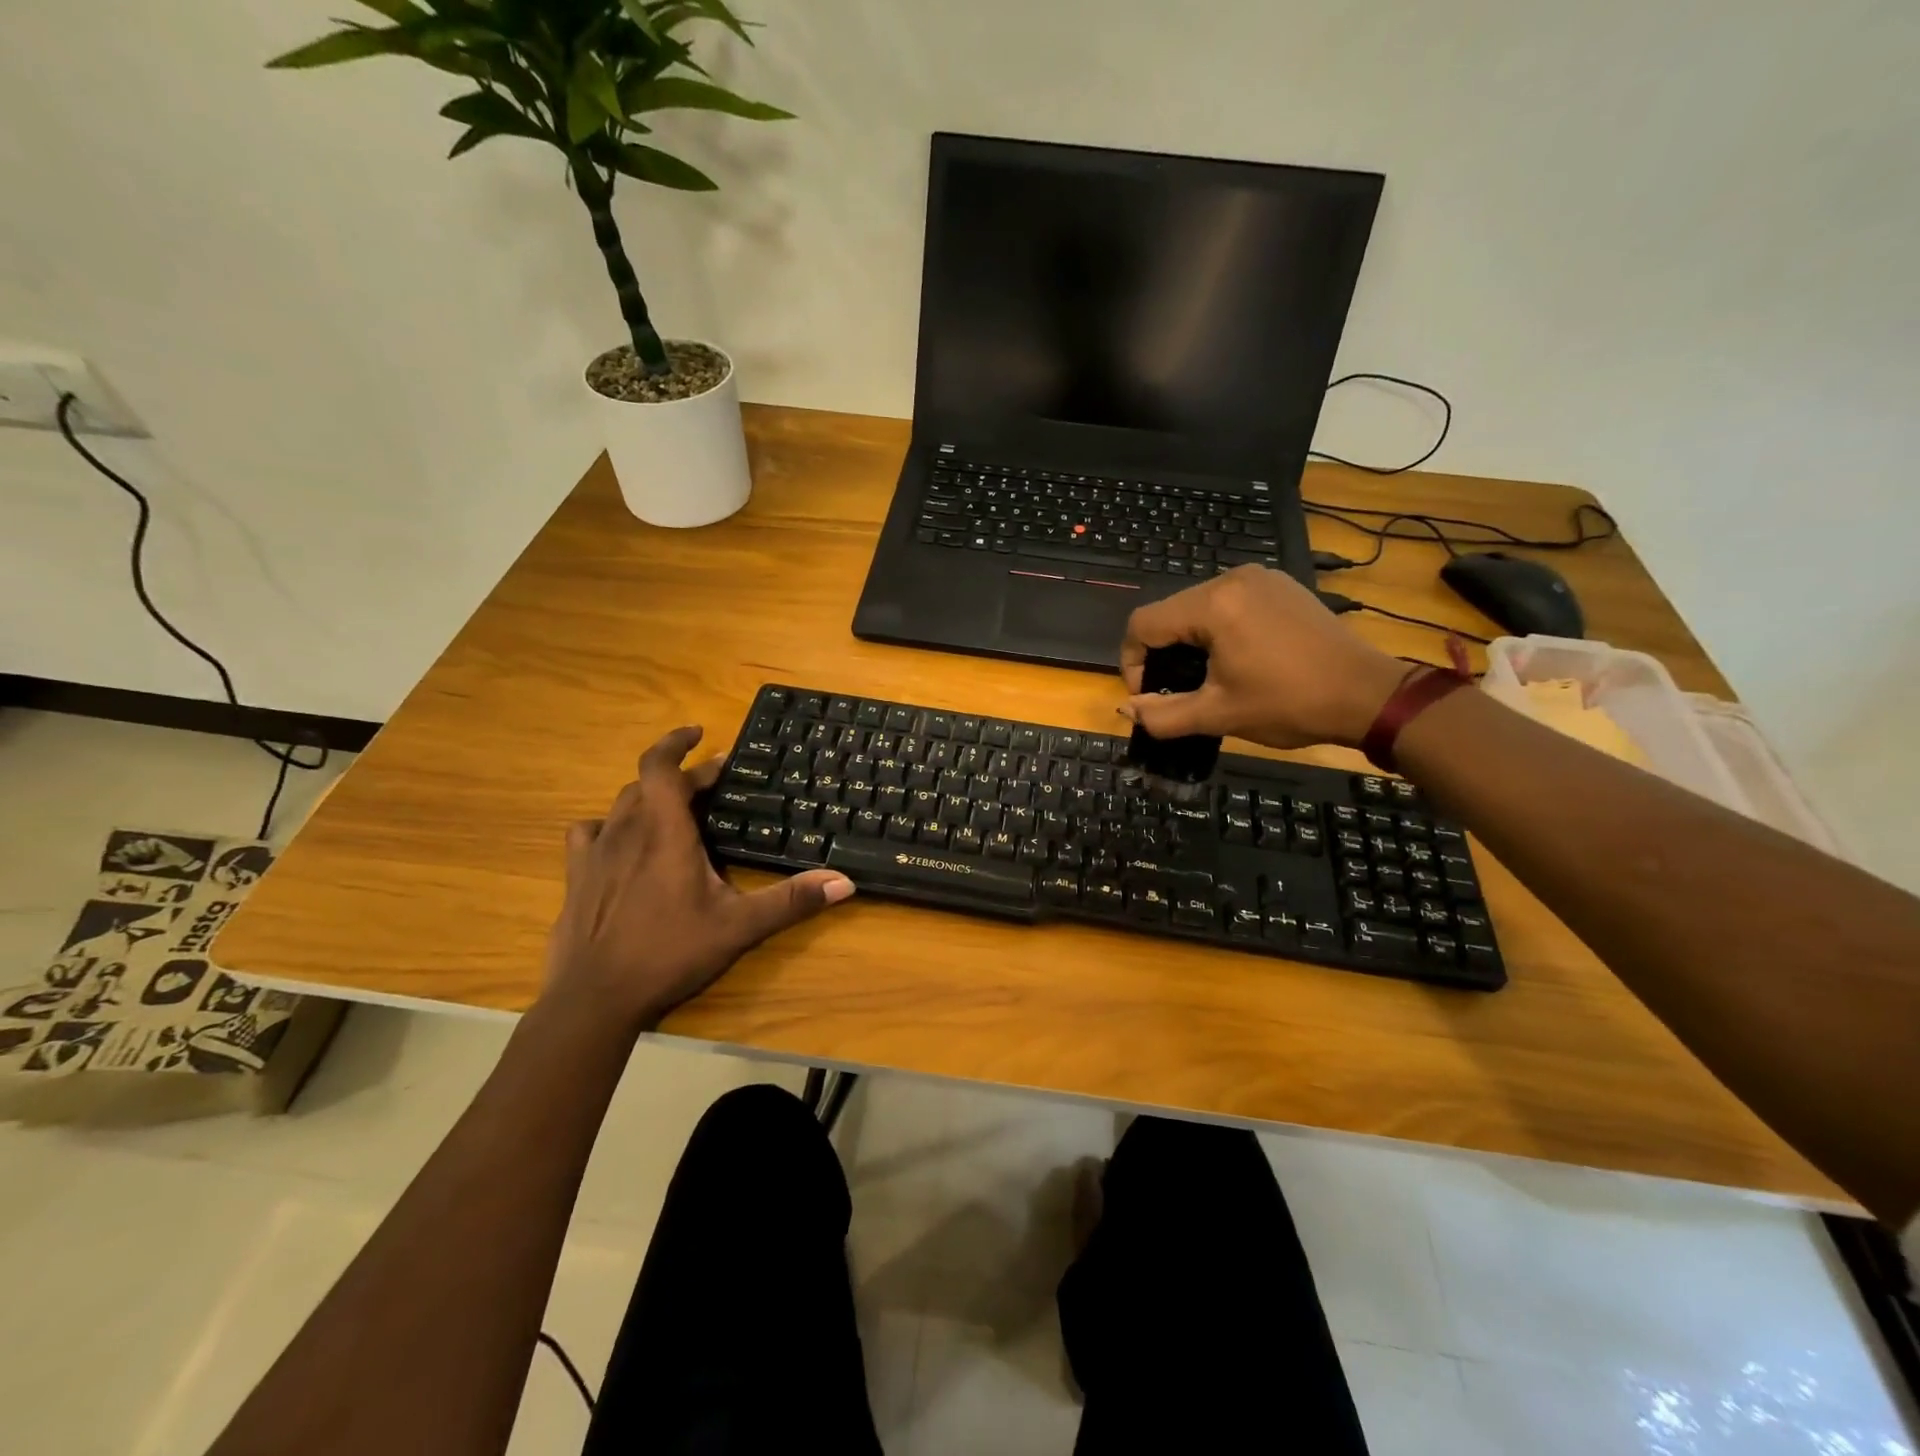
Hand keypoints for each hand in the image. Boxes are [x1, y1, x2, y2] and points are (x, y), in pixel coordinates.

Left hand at [543, 727, 854, 1030]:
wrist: (594, 999)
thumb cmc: (669, 953)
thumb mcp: (739, 927)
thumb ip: (791, 901)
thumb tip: (845, 882)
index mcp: (665, 833)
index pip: (661, 767)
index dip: (677, 742)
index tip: (699, 733)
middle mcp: (626, 831)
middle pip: (648, 784)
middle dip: (682, 776)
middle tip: (713, 783)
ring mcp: (595, 854)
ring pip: (619, 804)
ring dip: (647, 797)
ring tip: (673, 808)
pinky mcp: (575, 877)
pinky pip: (588, 833)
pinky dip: (608, 826)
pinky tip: (619, 842)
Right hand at [1120, 566, 1408, 749]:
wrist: (1368, 695)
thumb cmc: (1289, 704)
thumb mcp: (1218, 715)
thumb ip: (1163, 715)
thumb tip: (1126, 709)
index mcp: (1213, 604)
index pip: (1143, 623)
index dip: (1132, 662)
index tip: (1148, 695)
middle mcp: (1232, 578)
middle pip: (1169, 612)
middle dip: (1161, 653)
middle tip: (1176, 690)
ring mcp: (1260, 578)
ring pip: (1197, 606)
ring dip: (1189, 642)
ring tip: (1205, 677)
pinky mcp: (1280, 585)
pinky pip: (1229, 602)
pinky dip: (1218, 629)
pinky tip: (1236, 658)